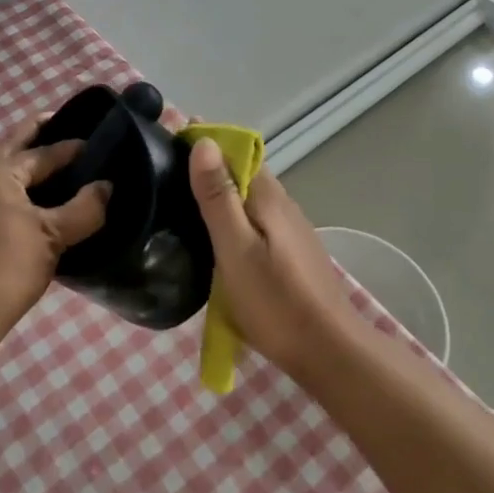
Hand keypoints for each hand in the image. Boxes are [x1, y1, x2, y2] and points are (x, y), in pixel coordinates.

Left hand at [0, 118, 110, 365]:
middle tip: (57, 125)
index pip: (40, 153)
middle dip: (33, 136)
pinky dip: (1, 189)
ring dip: (16, 165)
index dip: (69, 149)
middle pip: (8, 148)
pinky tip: (15, 205)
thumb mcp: (54, 238)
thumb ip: (85, 208)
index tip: (92, 145)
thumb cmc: (8, 271)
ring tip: (43, 169)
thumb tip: (106, 186)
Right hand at [188, 139, 362, 379]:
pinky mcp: (290, 250)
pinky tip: (214, 236)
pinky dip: (231, 216)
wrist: (329, 351)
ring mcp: (289, 227)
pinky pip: (254, 218)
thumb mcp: (236, 249)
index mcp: (268, 195)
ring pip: (248, 196)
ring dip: (219, 192)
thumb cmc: (276, 301)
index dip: (203, 141)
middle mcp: (282, 202)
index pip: (234, 149)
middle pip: (241, 170)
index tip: (166, 146)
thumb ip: (219, 196)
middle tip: (164, 178)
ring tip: (181, 205)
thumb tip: (204, 142)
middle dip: (207, 166)